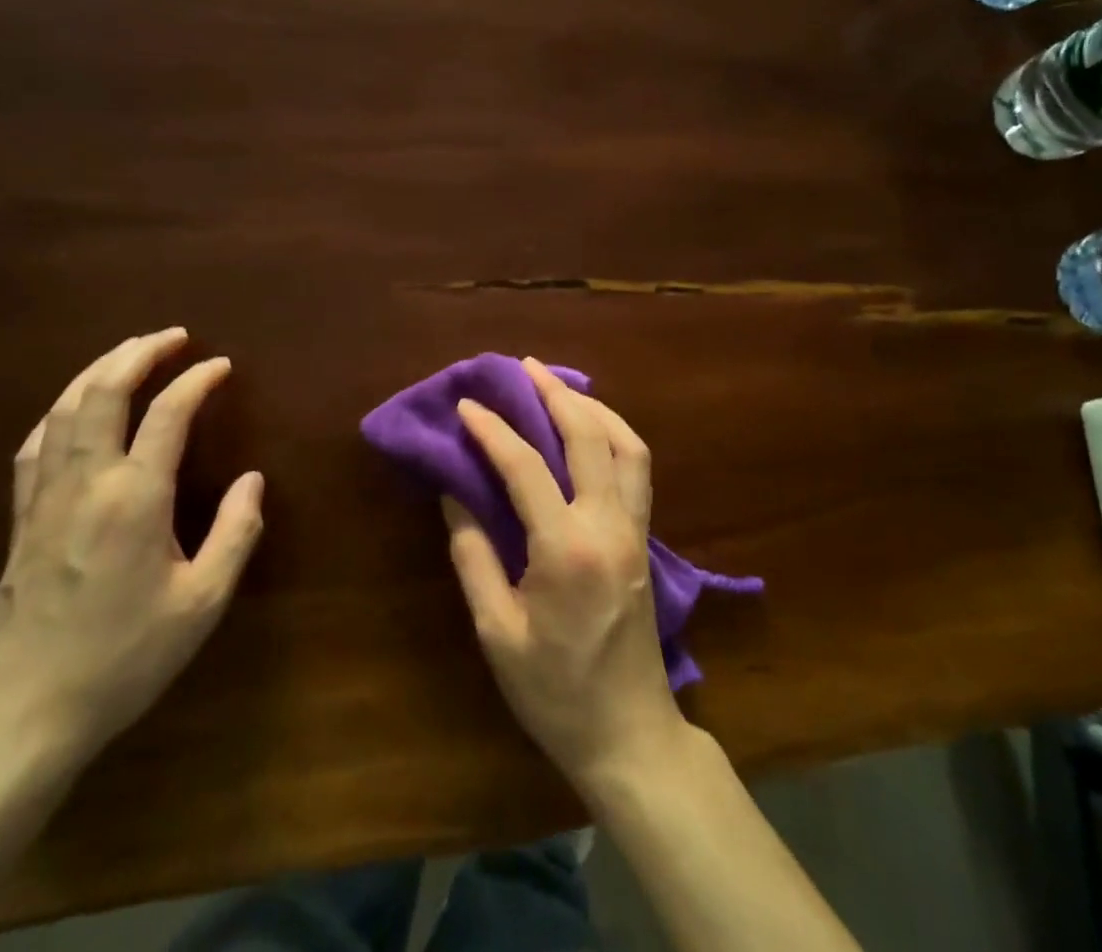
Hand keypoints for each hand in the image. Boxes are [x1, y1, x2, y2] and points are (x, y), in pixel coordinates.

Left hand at [0, 328, 263, 771]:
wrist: (26, 714)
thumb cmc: (125, 658)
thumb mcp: (202, 603)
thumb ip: (236, 533)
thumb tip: (253, 481)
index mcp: (134, 498)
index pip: (168, 414)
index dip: (197, 381)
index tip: (221, 366)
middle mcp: (86, 483)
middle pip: (103, 392)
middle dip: (139, 353)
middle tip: (173, 336)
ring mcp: (44, 498)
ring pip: (63, 409)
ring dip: (98, 370)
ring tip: (129, 352)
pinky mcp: (21, 518)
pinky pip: (36, 443)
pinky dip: (60, 410)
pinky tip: (72, 407)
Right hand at [446, 358, 689, 794]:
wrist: (628, 733)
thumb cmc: (554, 692)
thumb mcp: (497, 632)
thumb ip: (474, 556)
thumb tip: (456, 494)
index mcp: (567, 548)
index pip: (527, 467)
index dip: (493, 430)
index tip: (467, 405)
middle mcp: (609, 524)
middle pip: (588, 436)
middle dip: (554, 394)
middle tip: (523, 367)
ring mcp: (635, 528)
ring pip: (627, 444)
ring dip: (594, 406)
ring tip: (560, 387)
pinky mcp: (645, 537)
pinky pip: (637, 468)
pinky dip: (615, 434)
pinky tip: (592, 429)